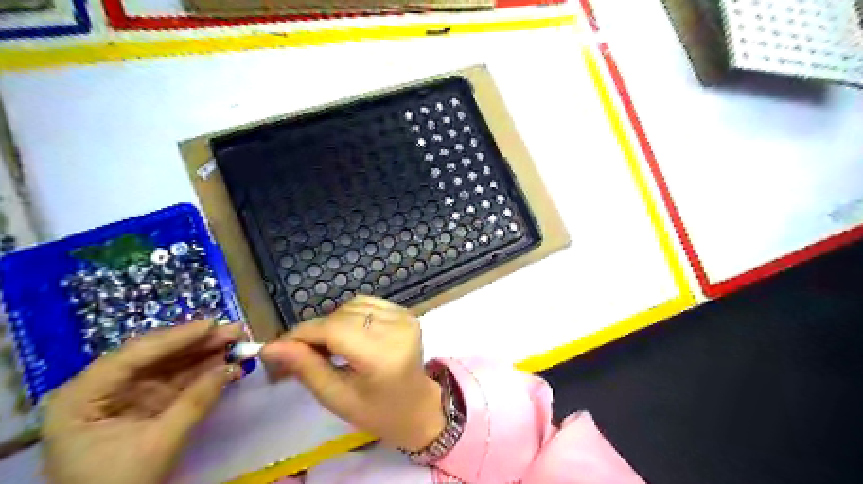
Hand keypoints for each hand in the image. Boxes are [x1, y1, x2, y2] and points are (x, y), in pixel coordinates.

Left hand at [44, 322, 245, 483]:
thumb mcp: (159, 444)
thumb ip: (195, 402)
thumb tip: (232, 368)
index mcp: (81, 397)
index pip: (133, 356)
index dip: (176, 337)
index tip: (212, 324)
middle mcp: (101, 388)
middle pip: (155, 355)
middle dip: (198, 342)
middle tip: (234, 330)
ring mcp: (126, 394)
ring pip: (170, 364)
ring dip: (206, 353)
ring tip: (237, 341)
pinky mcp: (147, 402)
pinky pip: (178, 380)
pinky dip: (204, 371)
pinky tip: (227, 362)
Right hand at [264, 298, 443, 450]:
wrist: (418, 407)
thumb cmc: (377, 412)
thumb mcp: (337, 398)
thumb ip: (307, 368)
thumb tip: (271, 347)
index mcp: (382, 356)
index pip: (334, 330)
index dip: (302, 334)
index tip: (277, 346)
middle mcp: (397, 329)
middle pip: (341, 316)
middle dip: (314, 331)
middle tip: (300, 353)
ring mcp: (404, 317)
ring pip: (351, 306)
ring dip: (332, 322)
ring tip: (327, 346)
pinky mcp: (406, 313)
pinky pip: (367, 303)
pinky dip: (349, 315)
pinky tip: (347, 335)